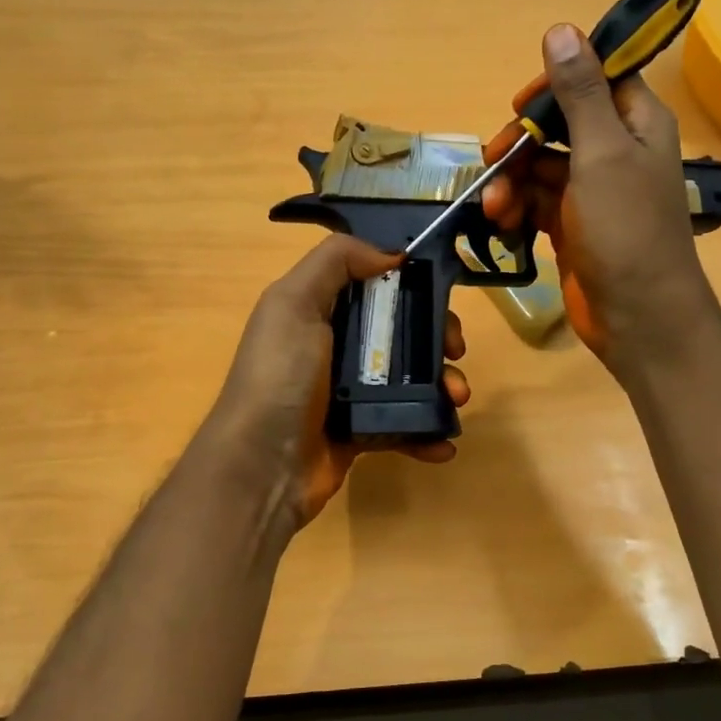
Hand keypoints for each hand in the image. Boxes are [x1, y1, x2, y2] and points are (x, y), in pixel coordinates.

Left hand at [204, 234, 469, 528]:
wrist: (262, 468)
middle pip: (401, 330)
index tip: (442, 296)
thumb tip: (391, 253)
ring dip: (442, 385)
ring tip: (457, 398)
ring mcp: (350, 392)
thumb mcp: (294, 303)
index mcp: (318, 310)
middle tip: (455, 351)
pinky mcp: (361, 431)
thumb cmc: (281, 377)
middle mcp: (335, 346)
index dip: (412, 285)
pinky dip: (428, 432)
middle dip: (436, 338)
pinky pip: (404, 424)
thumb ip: (336, 262)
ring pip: (410, 377)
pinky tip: (443, 443)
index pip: (375, 284)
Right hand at [481, 23, 716, 376]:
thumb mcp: (601, 154)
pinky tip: (498, 224)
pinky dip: (515, 209)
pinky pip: (535, 203)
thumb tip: (561, 29)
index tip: (521, 101)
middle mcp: (616, 151)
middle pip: (558, 124)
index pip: (597, 79)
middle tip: (493, 159)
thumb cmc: (626, 230)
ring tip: (492, 208)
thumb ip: (580, 94)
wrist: (637, 317)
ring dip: (510, 182)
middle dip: (521, 141)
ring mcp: (591, 192)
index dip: (557, 83)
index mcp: (636, 123)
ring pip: (539, 167)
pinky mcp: (570, 225)